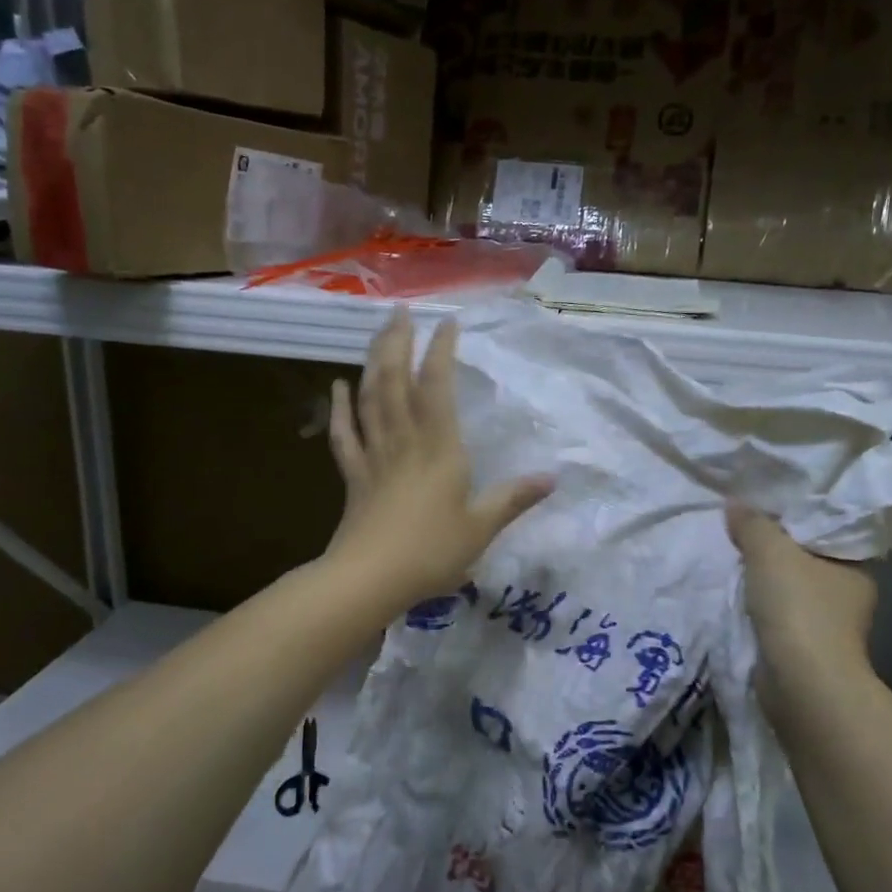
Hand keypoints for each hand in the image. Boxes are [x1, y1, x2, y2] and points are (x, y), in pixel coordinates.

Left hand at [325, 310, 552, 606]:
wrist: (370, 579)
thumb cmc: (431, 553)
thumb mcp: (481, 528)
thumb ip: (514, 499)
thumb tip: (553, 477)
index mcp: (439, 449)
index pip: (438, 388)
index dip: (440, 352)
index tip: (446, 323)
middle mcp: (405, 442)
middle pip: (395, 382)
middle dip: (397, 343)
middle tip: (399, 312)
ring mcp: (374, 456)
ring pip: (369, 400)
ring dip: (372, 363)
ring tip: (376, 335)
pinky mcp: (353, 476)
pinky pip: (344, 435)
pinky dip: (339, 409)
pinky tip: (337, 387)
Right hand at [726, 502, 877, 686]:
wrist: (801, 683)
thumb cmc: (799, 608)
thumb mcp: (770, 552)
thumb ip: (752, 524)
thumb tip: (735, 502)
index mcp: (856, 567)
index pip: (825, 532)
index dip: (795, 518)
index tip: (764, 508)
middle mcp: (850, 596)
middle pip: (806, 561)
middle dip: (776, 550)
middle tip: (741, 530)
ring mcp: (828, 627)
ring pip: (792, 590)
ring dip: (767, 582)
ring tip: (733, 561)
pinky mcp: (806, 650)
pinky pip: (779, 616)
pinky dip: (761, 608)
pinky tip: (738, 598)